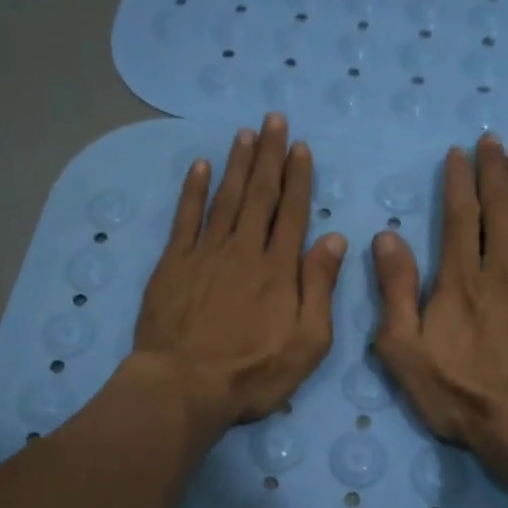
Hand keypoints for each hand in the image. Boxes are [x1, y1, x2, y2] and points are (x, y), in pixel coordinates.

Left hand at [131, 115, 346, 431]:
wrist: (183, 387)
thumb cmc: (252, 374)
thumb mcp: (307, 343)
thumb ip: (320, 287)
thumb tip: (334, 238)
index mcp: (279, 269)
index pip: (292, 212)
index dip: (298, 178)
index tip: (300, 147)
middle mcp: (244, 250)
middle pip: (260, 195)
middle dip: (269, 155)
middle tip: (274, 120)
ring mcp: (205, 253)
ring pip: (226, 198)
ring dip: (237, 164)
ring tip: (245, 133)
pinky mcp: (173, 263)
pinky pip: (185, 217)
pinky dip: (193, 190)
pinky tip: (199, 166)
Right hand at [372, 134, 507, 469]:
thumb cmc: (459, 393)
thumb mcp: (404, 349)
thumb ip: (395, 291)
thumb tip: (386, 237)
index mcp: (460, 280)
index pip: (460, 218)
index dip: (458, 182)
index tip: (458, 153)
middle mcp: (501, 271)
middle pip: (499, 211)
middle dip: (493, 173)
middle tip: (493, 140)